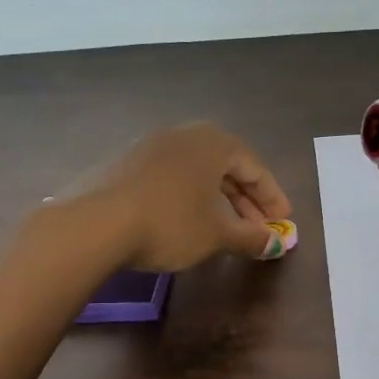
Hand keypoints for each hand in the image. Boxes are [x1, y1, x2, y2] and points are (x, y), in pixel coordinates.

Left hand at [82, 123, 292, 271]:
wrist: (95, 224)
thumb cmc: (169, 223)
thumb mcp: (217, 234)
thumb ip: (250, 237)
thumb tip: (275, 243)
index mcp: (213, 143)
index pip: (254, 167)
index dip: (272, 197)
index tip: (283, 222)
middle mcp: (183, 135)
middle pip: (225, 167)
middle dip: (245, 200)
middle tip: (257, 228)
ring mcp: (149, 146)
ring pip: (196, 172)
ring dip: (216, 199)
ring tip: (224, 228)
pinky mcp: (124, 164)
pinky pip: (170, 178)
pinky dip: (187, 198)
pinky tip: (185, 222)